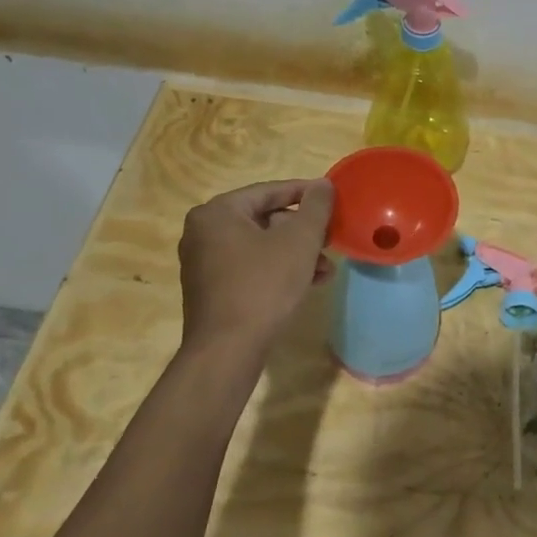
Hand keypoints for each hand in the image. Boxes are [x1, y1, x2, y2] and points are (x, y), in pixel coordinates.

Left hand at [177, 179, 335, 359]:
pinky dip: (278, 269)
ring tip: (326, 268)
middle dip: (302, 231)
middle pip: (265, 219)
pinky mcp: (211, 290)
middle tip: (330, 239)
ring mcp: (204, 263)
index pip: (269, 191)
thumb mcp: (300, 240)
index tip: (333, 198)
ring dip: (296, 253)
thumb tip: (323, 185)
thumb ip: (316, 207)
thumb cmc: (264, 285)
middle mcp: (203, 232)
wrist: (227, 351)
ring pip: (261, 246)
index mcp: (217, 212)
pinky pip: (251, 267)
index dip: (305, 193)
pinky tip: (308, 282)